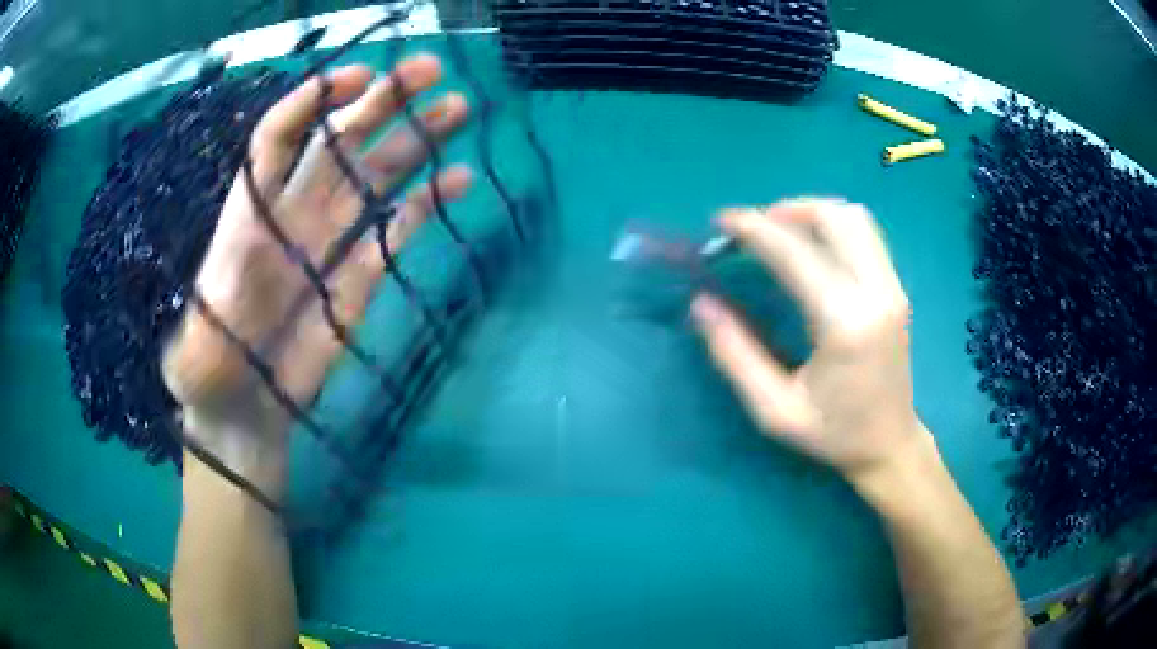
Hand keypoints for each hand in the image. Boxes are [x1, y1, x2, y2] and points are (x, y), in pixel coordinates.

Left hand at [162, 55, 471, 489]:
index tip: (357, 79)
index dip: (313, 101)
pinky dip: (426, 203)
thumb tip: (244, 249)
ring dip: (416, 139)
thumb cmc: (211, 376)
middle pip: (340, 139)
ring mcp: (331, 240)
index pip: (279, 137)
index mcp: (250, 214)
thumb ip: (214, 300)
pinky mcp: (360, 274)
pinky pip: (396, 228)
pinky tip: (458, 181)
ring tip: (457, 110)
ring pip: (377, 173)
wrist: (245, 411)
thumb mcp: (195, 349)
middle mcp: (294, 212)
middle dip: (382, 101)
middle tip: (430, 70)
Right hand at [691, 199, 929, 484]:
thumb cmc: (833, 434)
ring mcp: (892, 288)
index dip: (753, 229)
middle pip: (835, 217)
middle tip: (753, 230)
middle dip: (786, 210)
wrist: (890, 445)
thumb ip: (735, 354)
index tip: (721, 222)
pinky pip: (865, 236)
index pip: (795, 253)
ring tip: (780, 233)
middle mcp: (876, 293)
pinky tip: (811, 249)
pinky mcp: (896, 289)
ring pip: (854, 219)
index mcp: (844, 324)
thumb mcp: (774, 410)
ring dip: (812, 213)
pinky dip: (832, 228)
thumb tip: (702, 303)